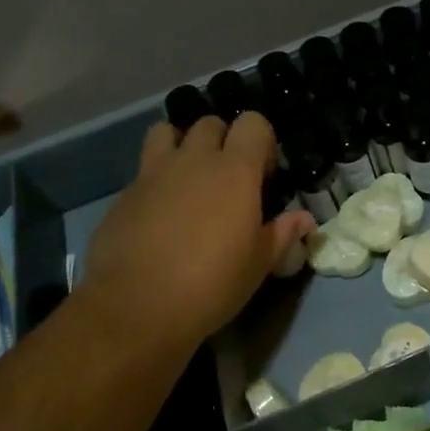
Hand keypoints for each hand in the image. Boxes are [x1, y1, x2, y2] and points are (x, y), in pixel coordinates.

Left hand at [80, 113, 313, 351]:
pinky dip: (155, 180)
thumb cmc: (211, 284)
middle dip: (222, 140)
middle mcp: (194, 160)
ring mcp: (153, 173)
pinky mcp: (123, 194)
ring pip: (166, 132)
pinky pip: (143, 171)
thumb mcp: (258, 265)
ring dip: (180, 145)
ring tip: (187, 178)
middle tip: (227, 177)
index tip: (263, 174)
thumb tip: (305, 220)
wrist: (136, 307)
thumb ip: (282, 234)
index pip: (253, 123)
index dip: (262, 141)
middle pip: (210, 123)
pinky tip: (158, 214)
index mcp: (235, 171)